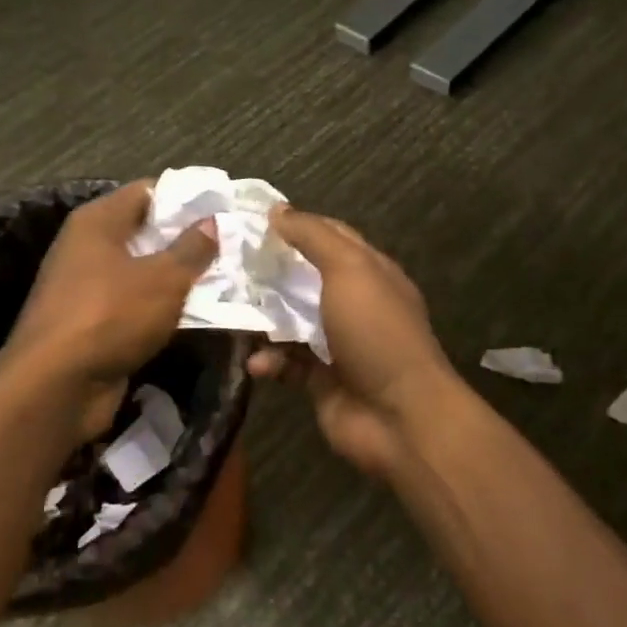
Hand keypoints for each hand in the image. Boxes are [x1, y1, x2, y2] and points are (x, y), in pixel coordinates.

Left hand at [6, 180, 217, 439]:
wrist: (56, 388)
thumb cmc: (110, 315)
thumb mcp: (163, 278)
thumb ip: (192, 248)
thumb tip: (211, 221)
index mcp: (98, 221)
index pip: (148, 191)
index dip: (187, 198)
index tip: (223, 210)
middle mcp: (88, 247)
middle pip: (147, 232)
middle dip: (188, 242)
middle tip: (232, 248)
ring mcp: (88, 287)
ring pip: (144, 273)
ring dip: (179, 279)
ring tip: (224, 282)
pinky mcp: (93, 324)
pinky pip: (136, 305)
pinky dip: (163, 309)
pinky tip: (198, 316)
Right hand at [249, 206, 459, 476]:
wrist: (400, 416)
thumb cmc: (377, 332)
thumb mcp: (349, 269)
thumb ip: (313, 237)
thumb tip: (277, 211)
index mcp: (370, 272)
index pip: (330, 236)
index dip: (296, 225)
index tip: (253, 220)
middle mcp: (355, 304)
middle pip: (306, 278)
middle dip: (270, 271)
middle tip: (227, 262)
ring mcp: (338, 344)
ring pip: (292, 322)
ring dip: (263, 318)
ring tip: (227, 309)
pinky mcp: (321, 381)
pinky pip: (287, 364)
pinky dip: (269, 361)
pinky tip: (255, 362)